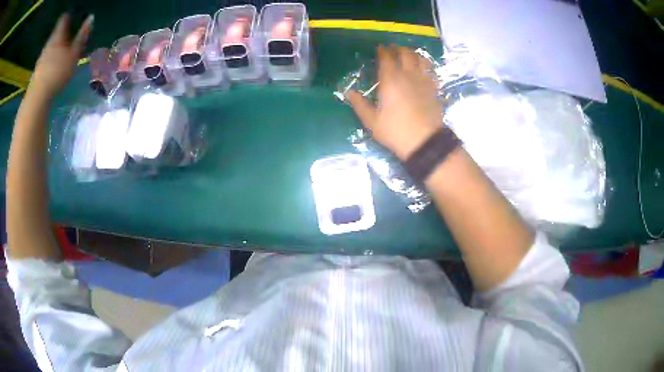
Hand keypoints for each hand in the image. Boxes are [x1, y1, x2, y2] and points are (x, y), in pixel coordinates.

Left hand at [29, 13, 93, 97]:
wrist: (37, 98)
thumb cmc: (57, 72)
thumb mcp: (74, 54)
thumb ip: (82, 36)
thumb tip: (91, 17)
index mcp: (58, 35)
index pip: (64, 18)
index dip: (69, 15)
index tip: (74, 16)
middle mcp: (49, 42)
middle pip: (57, 32)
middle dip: (62, 33)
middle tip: (69, 37)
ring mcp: (41, 56)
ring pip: (50, 45)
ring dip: (56, 47)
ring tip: (61, 54)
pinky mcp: (37, 70)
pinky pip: (45, 58)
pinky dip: (49, 59)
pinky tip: (52, 67)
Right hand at [347, 46, 443, 160]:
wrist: (425, 142)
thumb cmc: (395, 131)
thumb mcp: (371, 121)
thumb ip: (359, 104)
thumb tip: (348, 93)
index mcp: (390, 81)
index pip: (386, 58)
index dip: (382, 51)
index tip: (380, 48)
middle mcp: (408, 75)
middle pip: (405, 54)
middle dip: (398, 48)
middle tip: (394, 48)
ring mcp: (423, 81)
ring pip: (420, 59)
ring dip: (414, 54)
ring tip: (409, 54)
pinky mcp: (434, 89)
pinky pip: (431, 71)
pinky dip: (426, 66)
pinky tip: (423, 69)